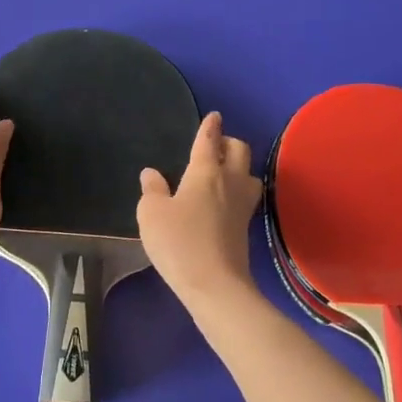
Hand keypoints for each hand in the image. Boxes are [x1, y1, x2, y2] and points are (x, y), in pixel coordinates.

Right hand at [137, 112, 261, 299]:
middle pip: (239, 151)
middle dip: (229, 142)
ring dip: (239, 167)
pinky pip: (247, 196)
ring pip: (249, 173)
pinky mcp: (247, 227)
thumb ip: (152, 190)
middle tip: (215, 146)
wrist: (215, 285)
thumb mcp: (152, 214)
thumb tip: (152, 173)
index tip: (214, 116)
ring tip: (223, 172)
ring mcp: (243, 205)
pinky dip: (238, 189)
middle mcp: (230, 182)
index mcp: (206, 172)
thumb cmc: (179, 242)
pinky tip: (224, 200)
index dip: (210, 126)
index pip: (209, 140)